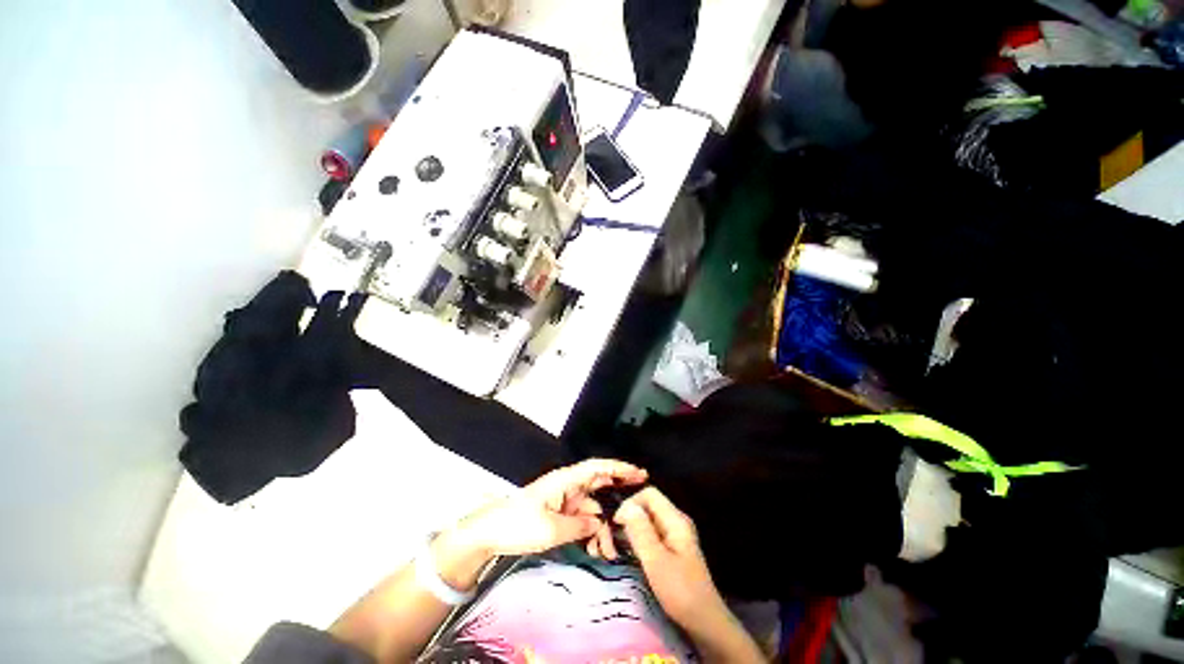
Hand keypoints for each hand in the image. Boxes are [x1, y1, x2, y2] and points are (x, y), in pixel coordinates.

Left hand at [460, 459, 648, 558]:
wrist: (489, 534)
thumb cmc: (519, 524)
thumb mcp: (551, 529)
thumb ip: (579, 526)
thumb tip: (600, 524)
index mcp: (566, 480)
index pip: (597, 468)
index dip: (619, 468)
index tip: (639, 473)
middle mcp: (568, 486)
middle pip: (599, 486)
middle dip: (617, 498)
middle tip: (638, 508)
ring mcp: (564, 500)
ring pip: (592, 508)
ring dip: (602, 525)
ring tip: (610, 548)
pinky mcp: (559, 513)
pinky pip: (581, 519)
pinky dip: (590, 531)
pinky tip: (596, 547)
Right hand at [613, 488, 731, 637]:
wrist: (705, 623)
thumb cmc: (680, 592)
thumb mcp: (656, 561)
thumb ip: (641, 531)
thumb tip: (627, 505)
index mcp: (675, 519)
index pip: (649, 494)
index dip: (631, 503)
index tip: (617, 524)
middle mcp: (677, 521)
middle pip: (649, 505)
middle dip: (631, 516)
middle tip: (616, 537)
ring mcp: (676, 535)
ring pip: (649, 520)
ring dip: (634, 529)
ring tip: (622, 547)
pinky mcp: (674, 548)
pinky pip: (653, 533)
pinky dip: (641, 539)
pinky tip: (635, 555)